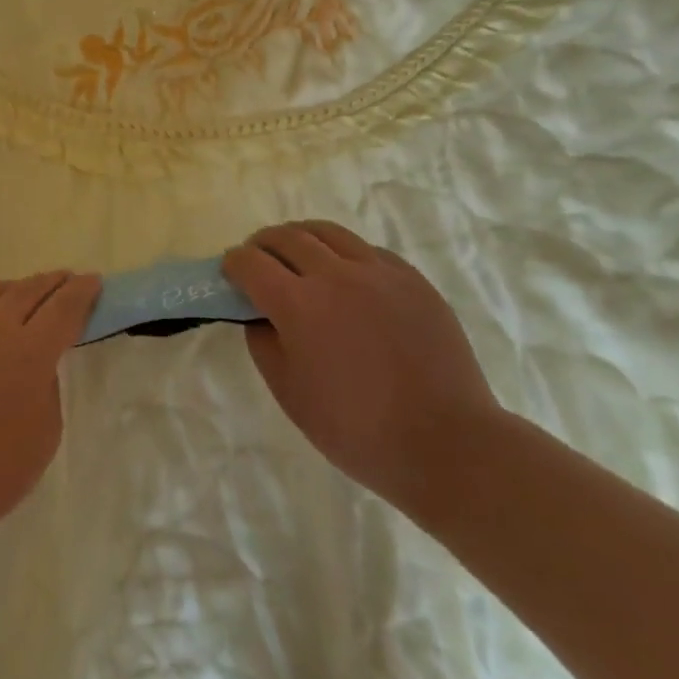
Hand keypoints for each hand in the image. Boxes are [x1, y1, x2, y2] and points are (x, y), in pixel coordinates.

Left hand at [0, 272, 101, 530]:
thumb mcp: (44, 434)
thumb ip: (48, 386)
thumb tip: (40, 363)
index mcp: (31, 351)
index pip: (65, 307)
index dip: (83, 291)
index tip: (93, 281)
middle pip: (30, 289)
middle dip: (53, 282)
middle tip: (65, 279)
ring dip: (16, 290)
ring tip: (24, 294)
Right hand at [225, 221, 501, 510]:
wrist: (448, 446)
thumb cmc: (358, 430)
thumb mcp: (290, 394)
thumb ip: (263, 343)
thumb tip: (259, 314)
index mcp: (299, 305)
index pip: (250, 262)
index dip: (233, 264)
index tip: (230, 274)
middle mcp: (335, 275)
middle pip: (286, 237)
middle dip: (262, 244)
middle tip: (258, 262)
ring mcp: (378, 272)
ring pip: (327, 232)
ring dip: (301, 238)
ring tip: (297, 256)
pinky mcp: (411, 279)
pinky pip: (366, 250)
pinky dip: (343, 254)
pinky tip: (346, 278)